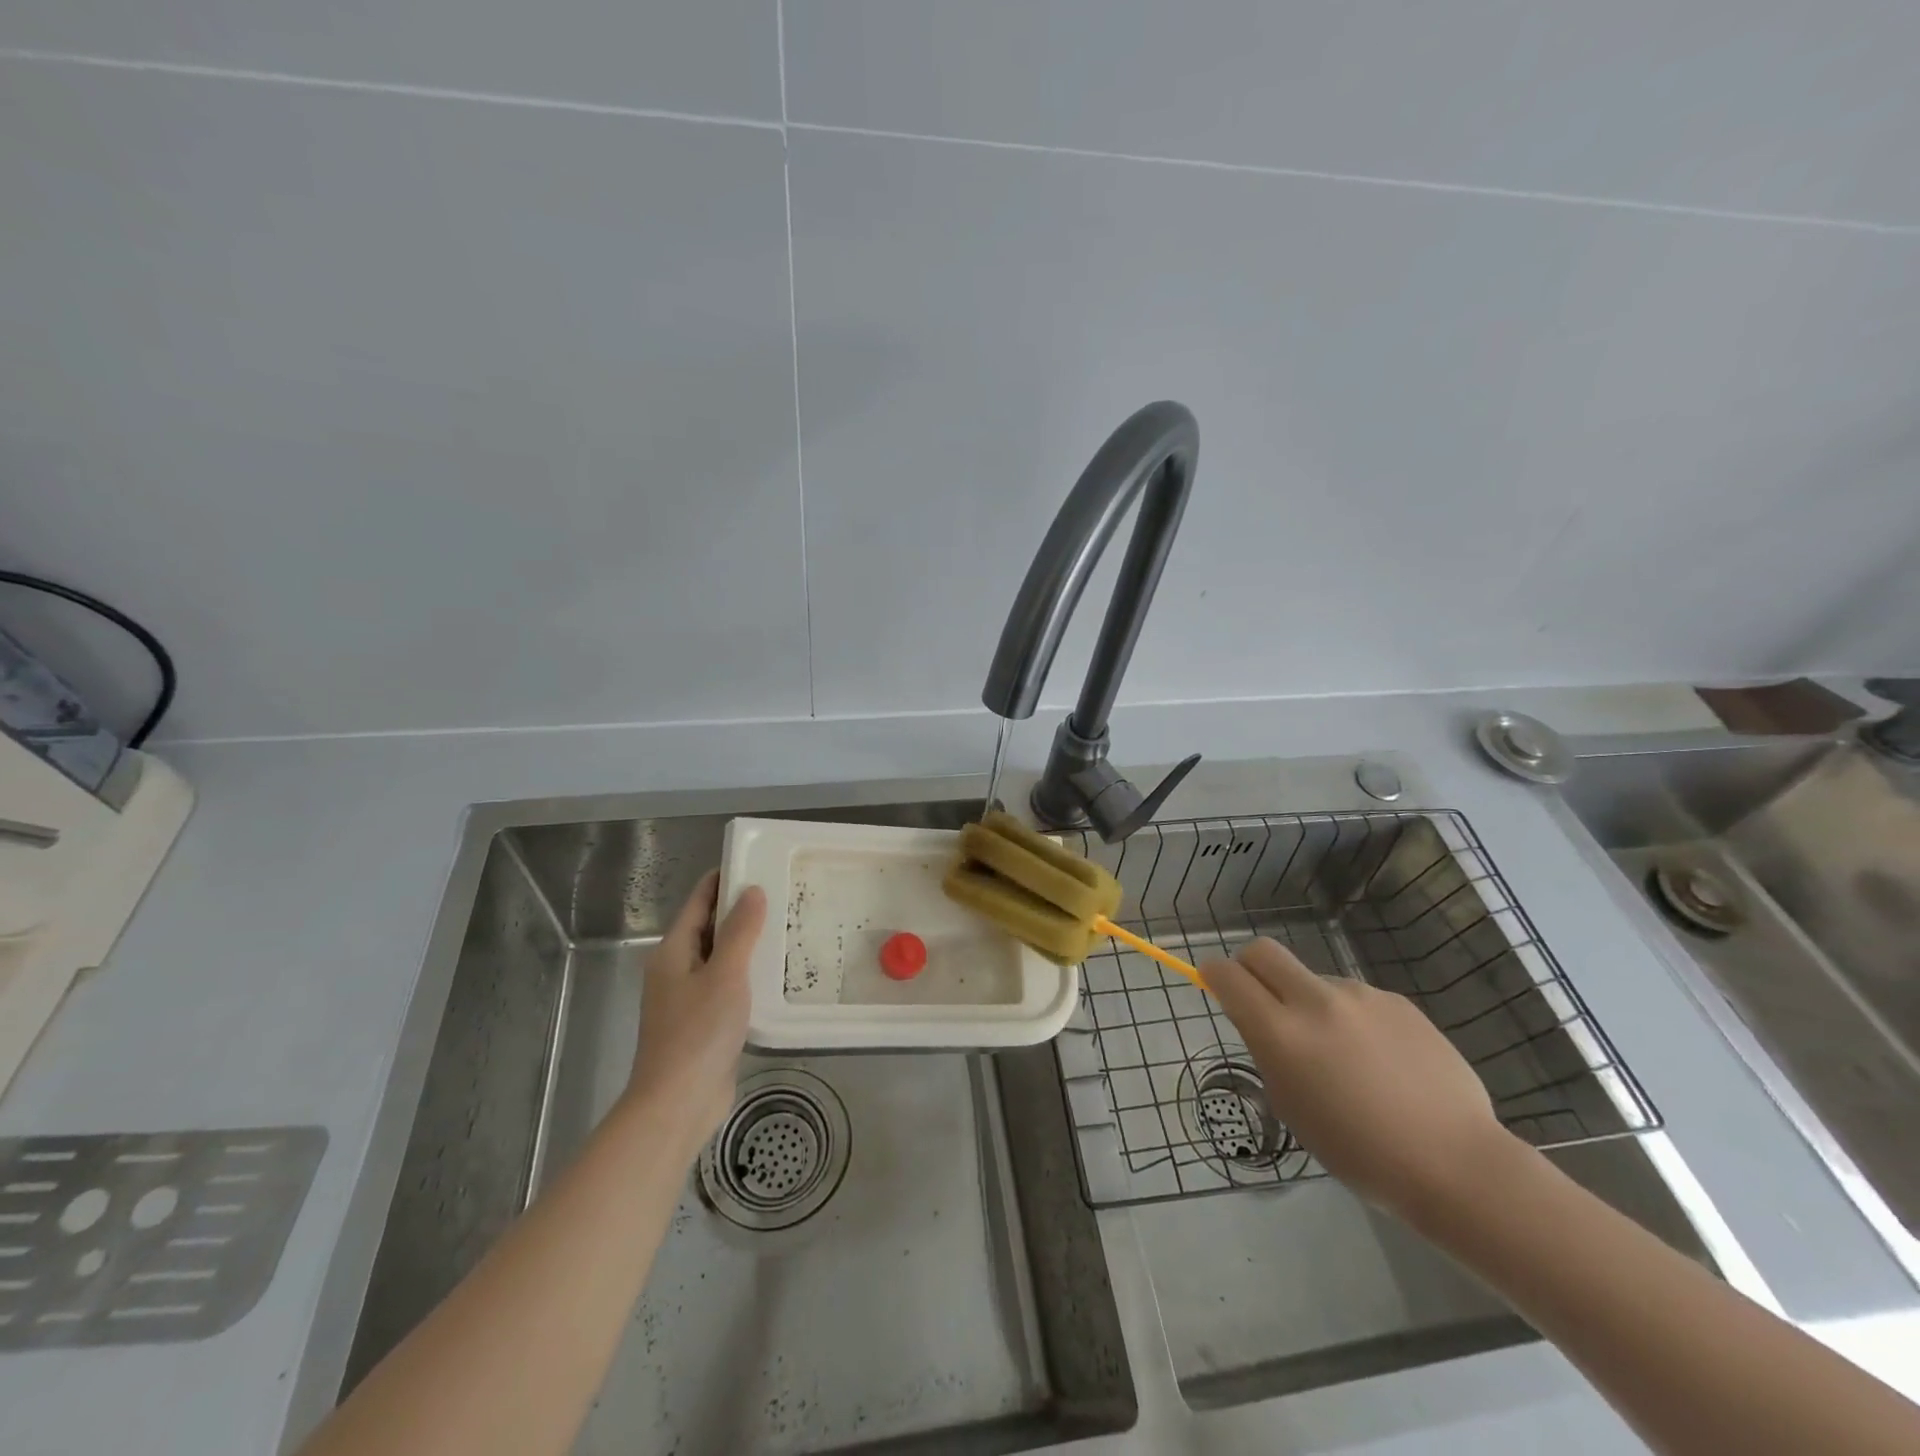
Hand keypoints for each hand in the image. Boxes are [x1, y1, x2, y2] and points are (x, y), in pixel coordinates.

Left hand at [622, 870, 766, 1159]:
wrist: (677, 1104)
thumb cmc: (698, 1032)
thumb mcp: (725, 974)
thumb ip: (740, 930)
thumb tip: (752, 890)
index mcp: (673, 951)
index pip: (698, 901)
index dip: (724, 879)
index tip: (757, 862)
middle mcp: (677, 969)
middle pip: (708, 927)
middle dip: (741, 909)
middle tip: (783, 893)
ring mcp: (688, 997)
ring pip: (720, 957)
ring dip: (747, 943)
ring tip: (786, 927)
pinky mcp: (703, 1022)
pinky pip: (727, 984)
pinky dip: (748, 973)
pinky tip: (776, 974)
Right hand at [1204, 937, 1511, 1221]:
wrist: (1456, 1164)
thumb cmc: (1360, 1153)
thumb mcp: (1292, 1108)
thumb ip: (1271, 1055)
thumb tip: (1269, 1026)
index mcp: (1281, 1033)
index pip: (1228, 975)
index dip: (1213, 974)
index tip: (1215, 985)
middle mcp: (1316, 1001)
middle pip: (1263, 951)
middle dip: (1250, 966)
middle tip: (1262, 1000)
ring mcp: (1361, 996)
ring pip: (1314, 979)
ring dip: (1310, 1003)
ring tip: (1345, 1057)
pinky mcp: (1398, 1001)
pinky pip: (1357, 999)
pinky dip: (1353, 1019)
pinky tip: (1382, 1063)